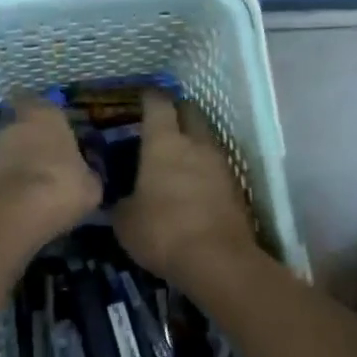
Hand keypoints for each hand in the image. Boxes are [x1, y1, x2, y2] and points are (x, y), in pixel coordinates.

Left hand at [0, 95, 100, 250]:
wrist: (14, 213)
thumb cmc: (61, 186)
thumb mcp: (91, 185)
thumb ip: (87, 172)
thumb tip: (85, 173)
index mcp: (48, 114)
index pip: (47, 105)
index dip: (53, 121)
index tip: (61, 137)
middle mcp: (17, 121)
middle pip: (26, 126)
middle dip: (34, 140)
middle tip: (48, 162)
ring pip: (10, 148)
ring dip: (18, 161)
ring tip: (33, 184)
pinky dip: (7, 179)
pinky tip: (20, 198)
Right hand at [113, 91, 259, 281]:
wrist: (218, 261)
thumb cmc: (162, 230)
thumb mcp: (125, 221)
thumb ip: (121, 203)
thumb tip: (120, 200)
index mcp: (164, 142)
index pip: (158, 104)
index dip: (150, 97)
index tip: (143, 96)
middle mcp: (196, 144)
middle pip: (190, 112)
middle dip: (178, 111)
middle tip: (163, 121)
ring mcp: (221, 164)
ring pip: (206, 139)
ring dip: (194, 141)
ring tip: (178, 155)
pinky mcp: (236, 188)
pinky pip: (217, 167)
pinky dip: (205, 169)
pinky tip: (194, 184)